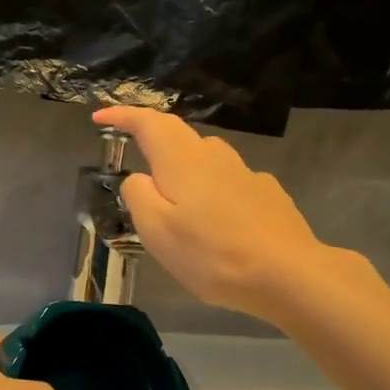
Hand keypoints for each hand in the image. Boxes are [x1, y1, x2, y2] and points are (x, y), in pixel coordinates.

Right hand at [93, 106, 330, 321]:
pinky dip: (212, 191)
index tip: (100, 117)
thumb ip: (138, 195)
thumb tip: (138, 178)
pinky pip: (229, 182)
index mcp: (182, 158)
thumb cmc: (212, 254)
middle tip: (134, 163)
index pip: (148, 122)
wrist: (288, 273)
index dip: (122, 116)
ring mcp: (246, 172)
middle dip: (153, 142)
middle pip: (179, 136)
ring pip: (206, 159)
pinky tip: (217, 221)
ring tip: (175, 201)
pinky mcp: (268, 194)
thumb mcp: (157, 230)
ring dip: (184, 169)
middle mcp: (215, 155)